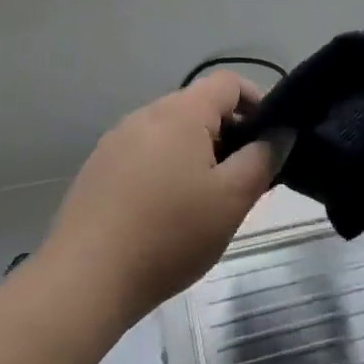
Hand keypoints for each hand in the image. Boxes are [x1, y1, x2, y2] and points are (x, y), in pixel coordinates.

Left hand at [42, 72, 283, 326]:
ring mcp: (116, 140)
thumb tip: (279, 133)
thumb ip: (263, 158)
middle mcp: (146, 114)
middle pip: (198, 106)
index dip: (257, 102)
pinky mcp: (97, 168)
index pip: (229, 82)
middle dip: (227, 133)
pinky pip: (144, 153)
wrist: (84, 281)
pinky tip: (163, 213)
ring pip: (170, 131)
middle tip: (241, 179)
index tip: (269, 142)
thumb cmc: (169, 234)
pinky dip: (164, 168)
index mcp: (181, 113)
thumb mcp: (232, 200)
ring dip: (195, 152)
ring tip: (203, 200)